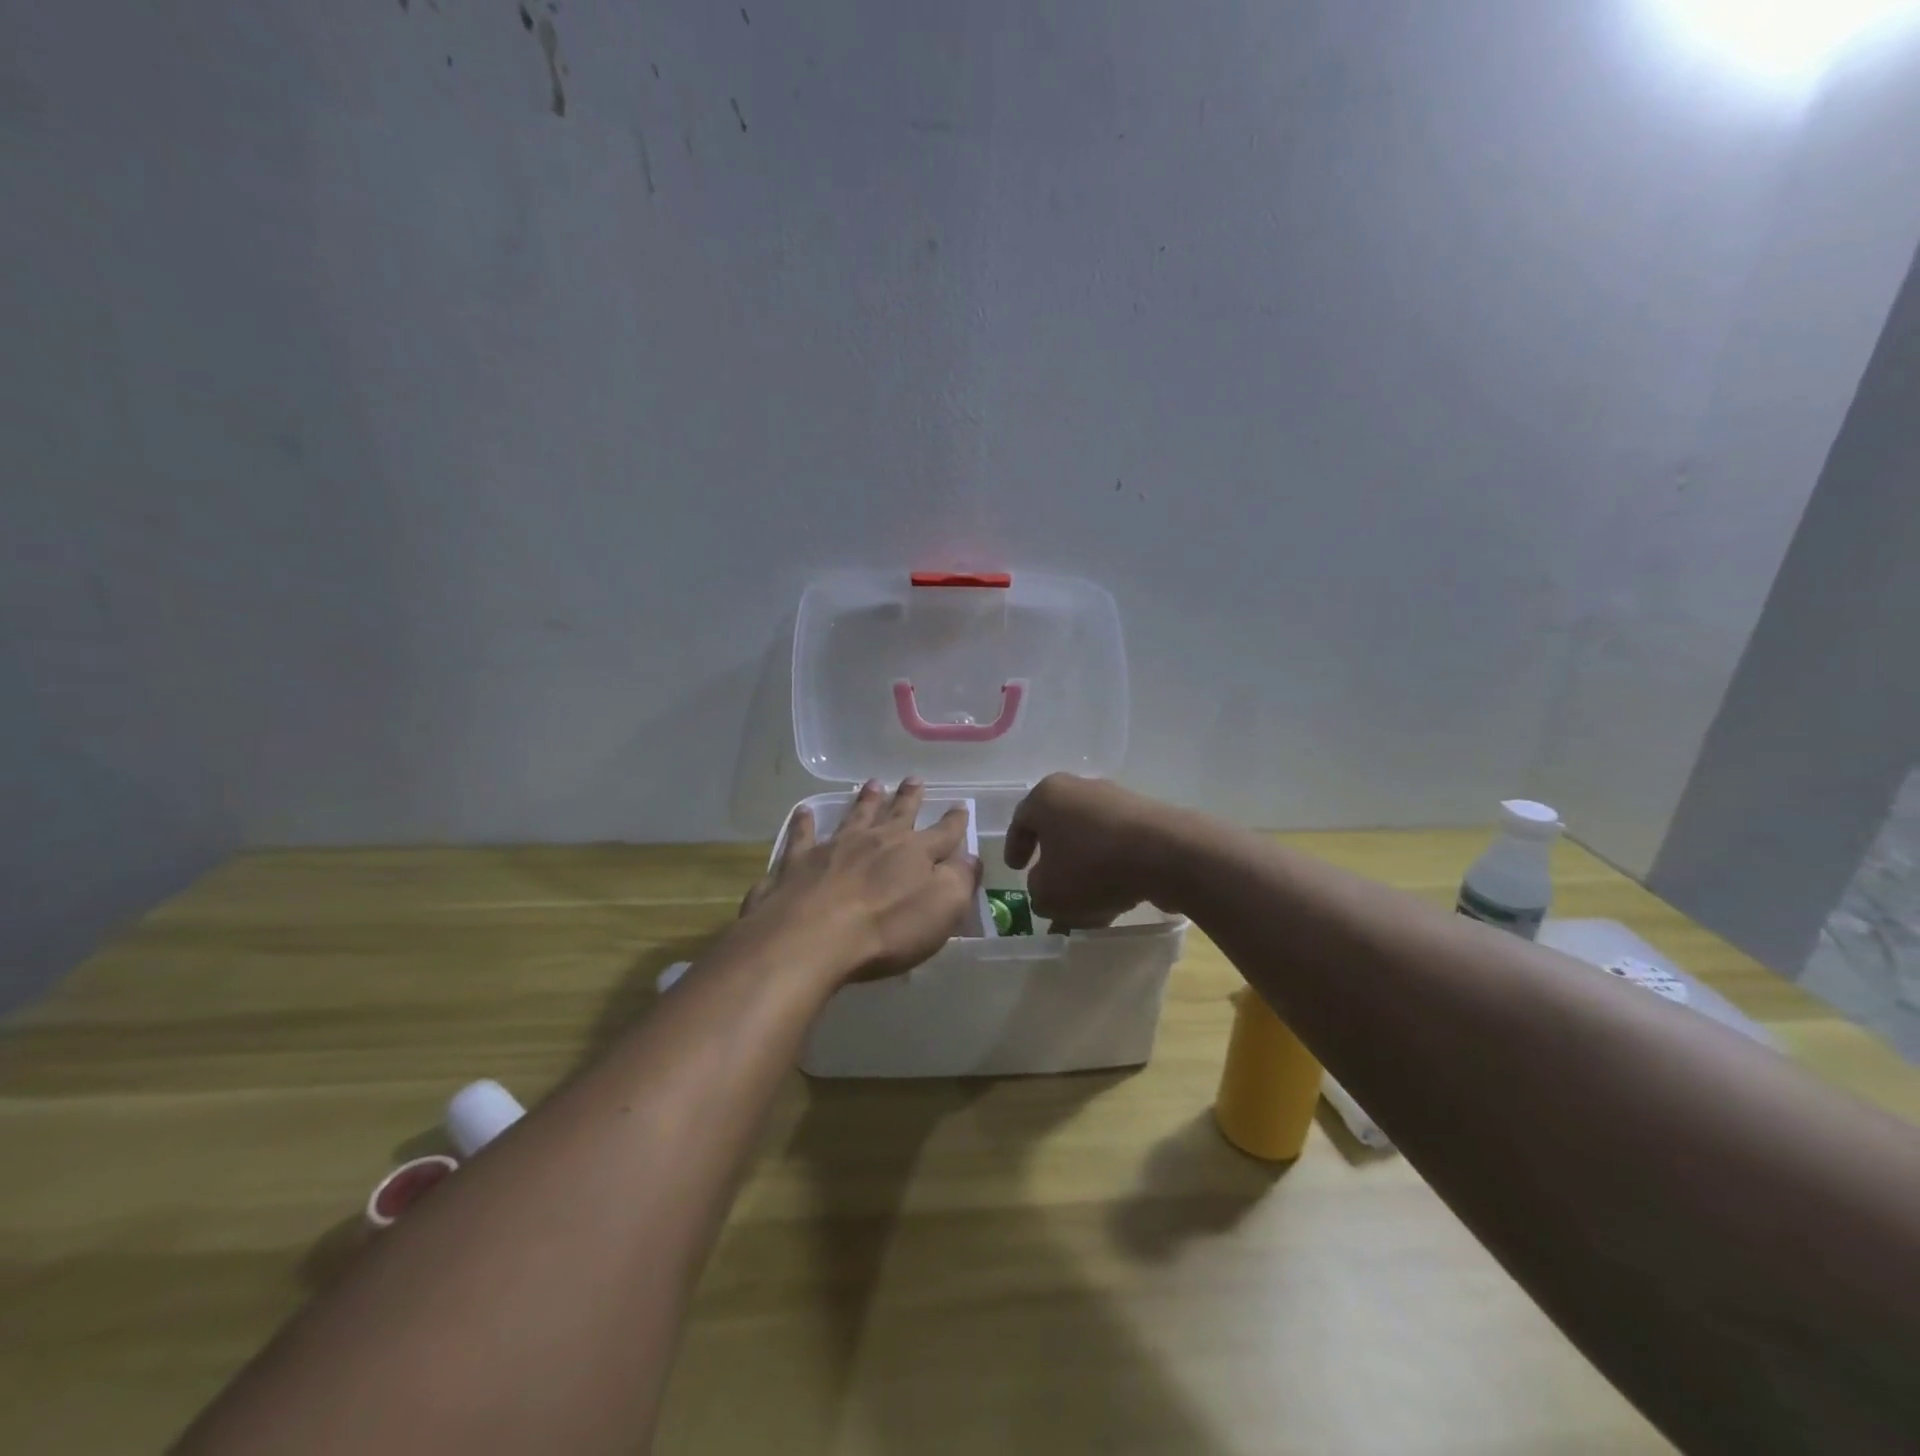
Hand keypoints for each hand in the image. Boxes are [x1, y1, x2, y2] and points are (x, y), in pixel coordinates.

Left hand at [740, 778, 981, 983]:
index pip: (943, 833)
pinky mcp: (798, 862)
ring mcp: (835, 847)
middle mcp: (876, 841)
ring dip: (866, 800)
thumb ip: (960, 880)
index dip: (955, 821)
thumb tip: (971, 858)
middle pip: (898, 814)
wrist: (813, 937)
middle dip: (909, 797)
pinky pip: (803, 836)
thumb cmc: (886, 929)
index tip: (961, 805)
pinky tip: (804, 812)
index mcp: (914, 853)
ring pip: (855, 816)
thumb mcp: (942, 908)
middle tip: (915, 779)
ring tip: (873, 784)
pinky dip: (804, 823)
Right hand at [1004, 774, 1178, 928]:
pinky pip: (1118, 848)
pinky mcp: (1147, 819)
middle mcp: (1080, 789)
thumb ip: (1037, 893)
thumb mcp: (1049, 893)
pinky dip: (1110, 871)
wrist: (1167, 854)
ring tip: (1085, 908)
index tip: (1015, 870)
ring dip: (1084, 872)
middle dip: (1053, 863)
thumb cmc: (1093, 866)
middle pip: (1058, 829)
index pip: (1021, 820)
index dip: (1015, 847)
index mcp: (1047, 796)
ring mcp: (1117, 801)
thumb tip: (1046, 888)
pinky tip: (1113, 902)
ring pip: (1089, 842)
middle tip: (1048, 888)